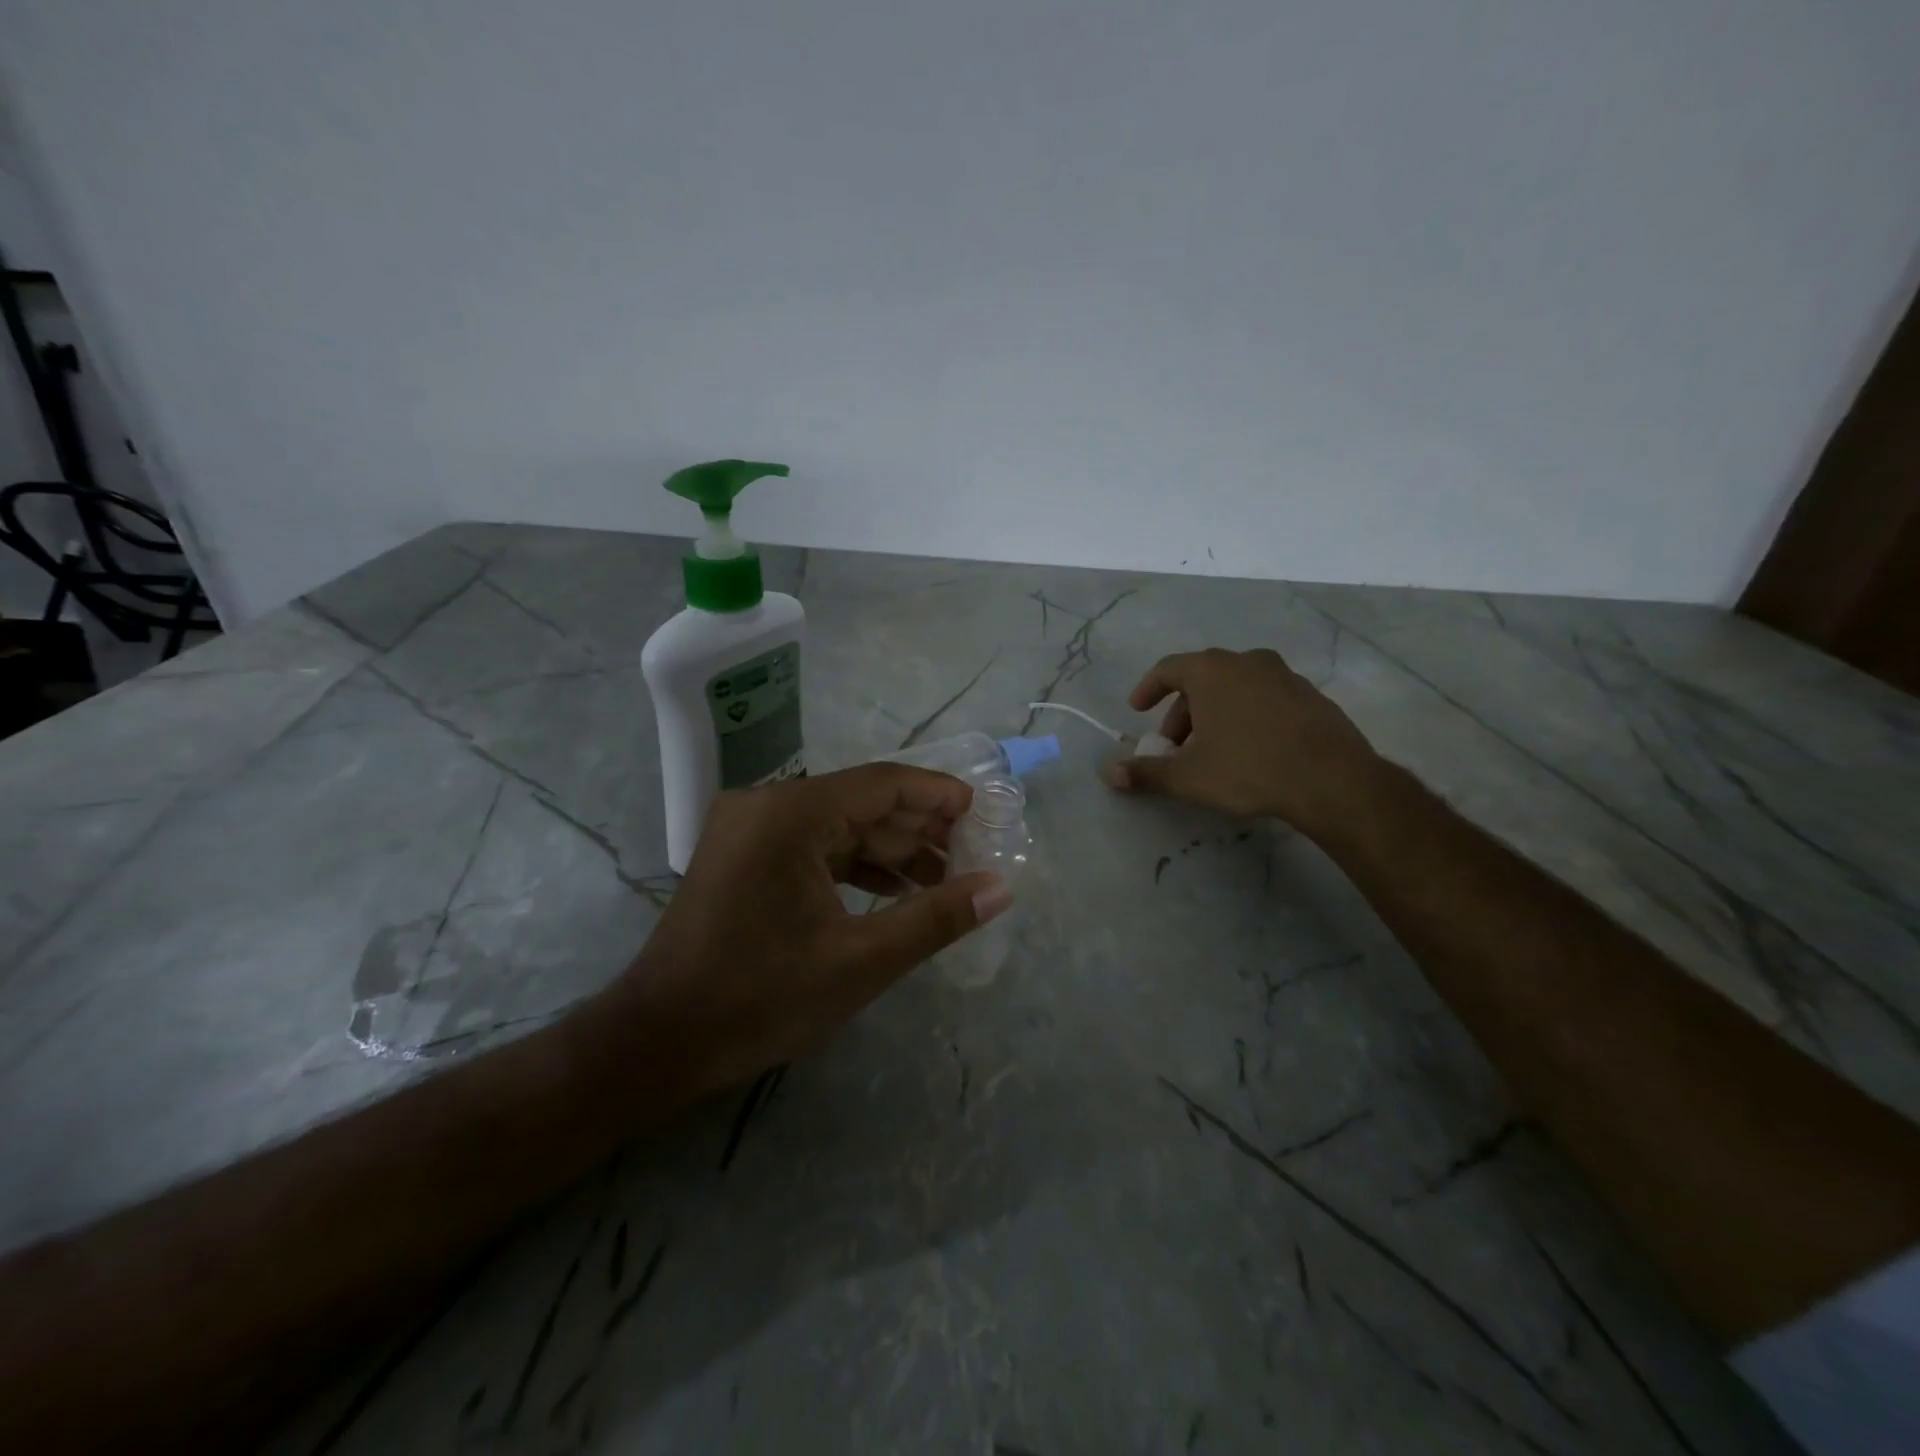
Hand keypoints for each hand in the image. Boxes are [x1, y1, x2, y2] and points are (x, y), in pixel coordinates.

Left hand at [598, 764, 1011, 1098]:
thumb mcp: (861, 961)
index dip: (939, 795)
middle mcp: (768, 805)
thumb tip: (1001, 890)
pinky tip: (896, 892)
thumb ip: (936, 918)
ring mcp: (750, 829)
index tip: (984, 812)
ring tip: (945, 880)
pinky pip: (813, 847)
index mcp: (791, 813)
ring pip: (839, 825)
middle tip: (973, 853)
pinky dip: (855, 866)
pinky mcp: (744, 856)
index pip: (883, 783)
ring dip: (891, 850)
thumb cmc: (761, 998)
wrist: (659, 1043)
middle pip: (862, 801)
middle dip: (920, 828)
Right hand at [1101, 647, 1381, 834]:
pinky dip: (1248, 716)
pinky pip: (1265, 698)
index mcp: (1212, 670)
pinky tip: (1251, 749)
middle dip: (1182, 712)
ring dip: (1215, 713)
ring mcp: (1284, 676)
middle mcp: (1247, 662)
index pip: (1168, 668)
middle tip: (1175, 745)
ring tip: (1212, 750)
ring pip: (1235, 688)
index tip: (1138, 709)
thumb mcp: (1188, 776)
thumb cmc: (1248, 768)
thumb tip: (1109, 773)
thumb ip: (1145, 772)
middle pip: (1202, 679)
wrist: (1332, 780)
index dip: (1148, 689)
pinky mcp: (1311, 696)